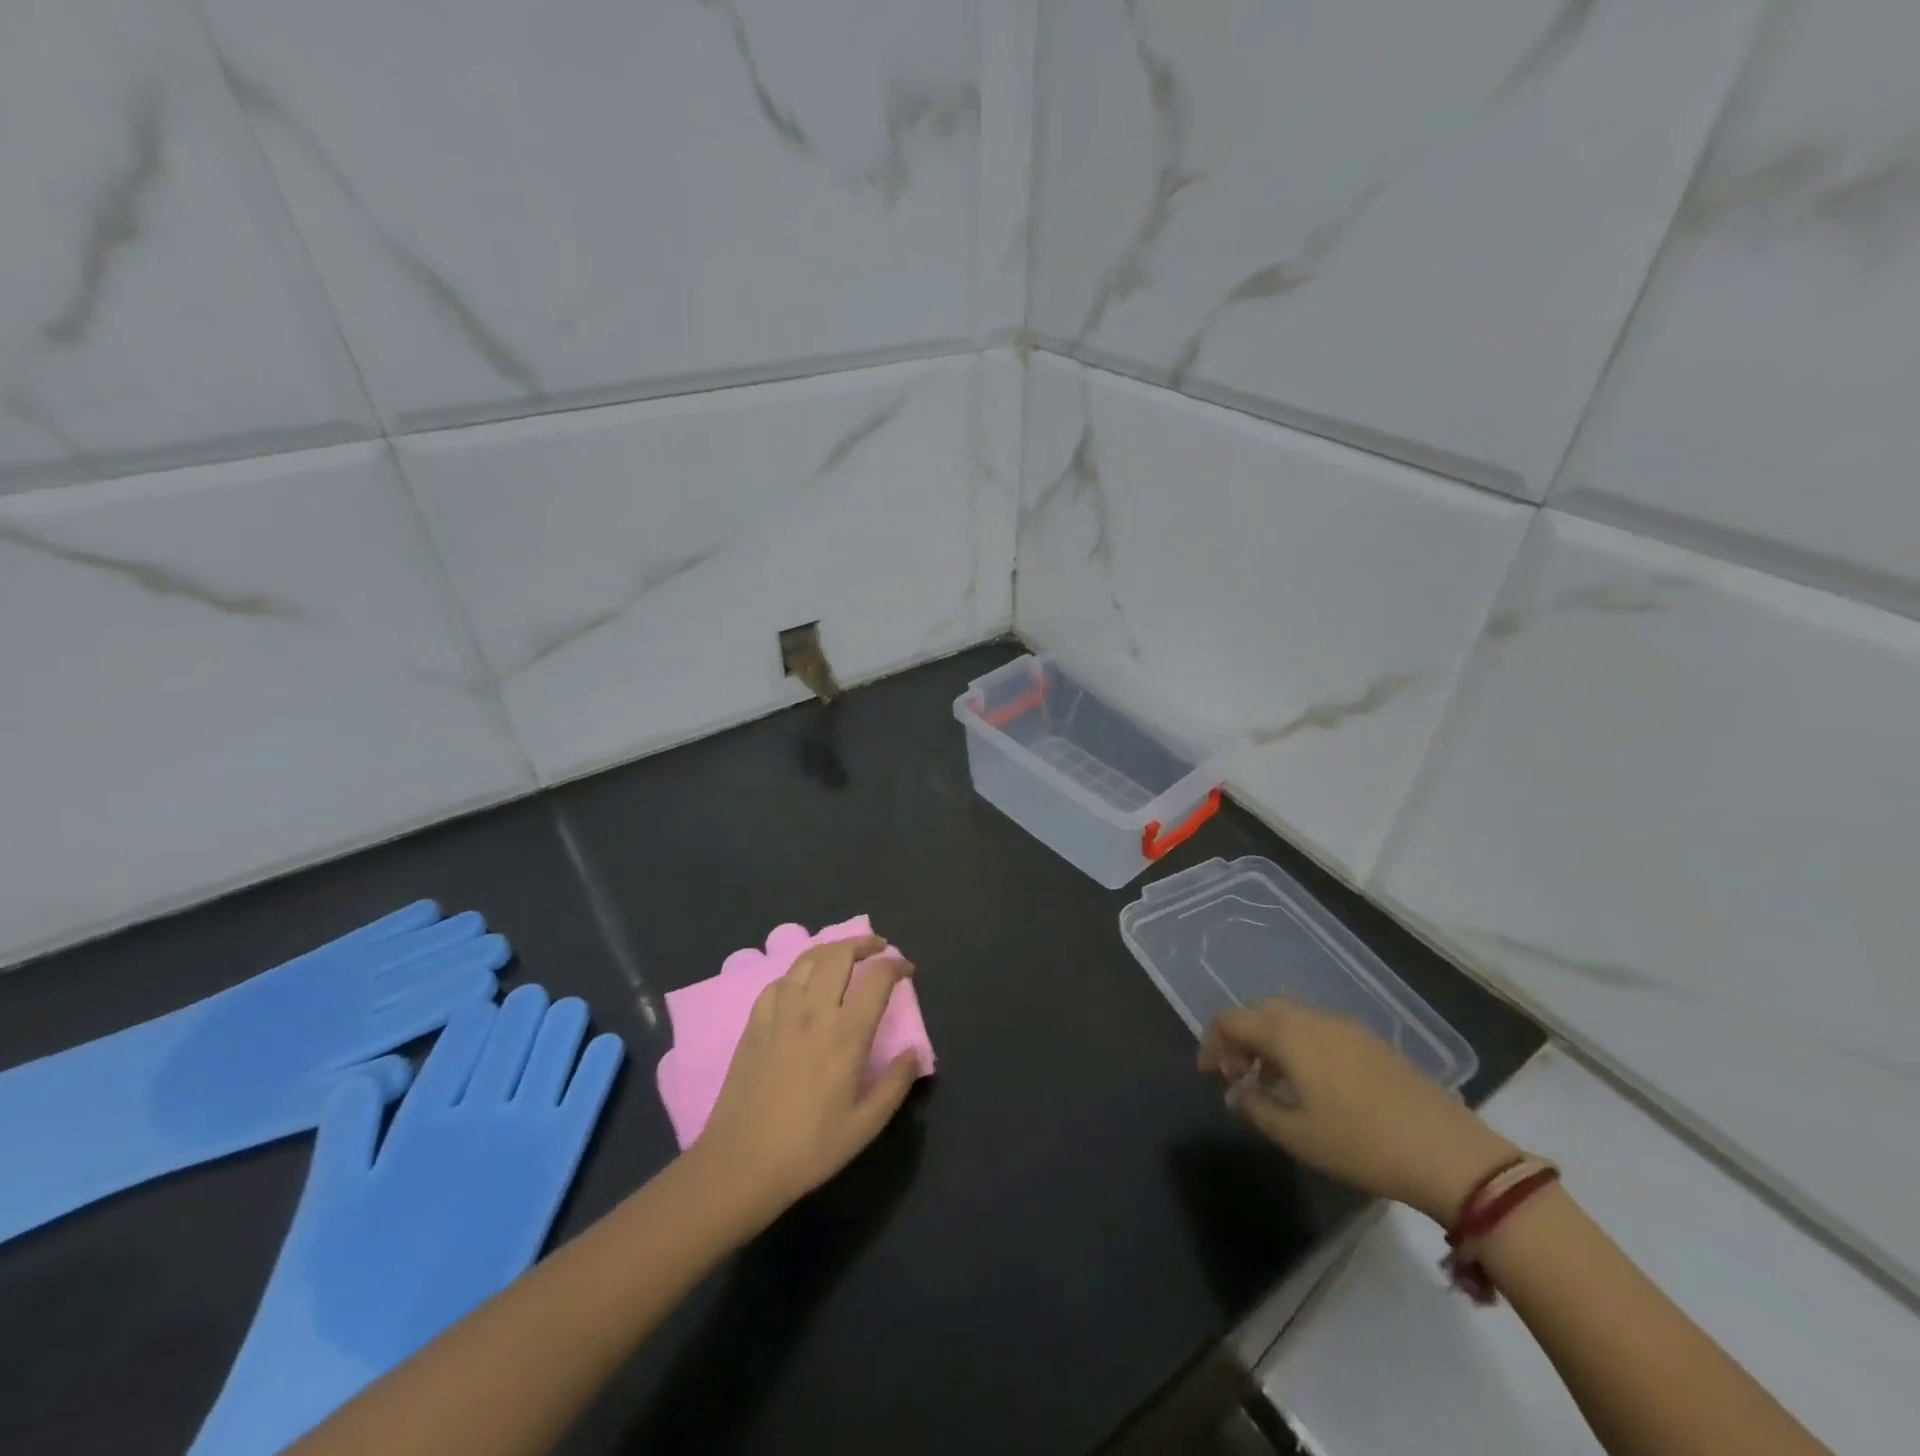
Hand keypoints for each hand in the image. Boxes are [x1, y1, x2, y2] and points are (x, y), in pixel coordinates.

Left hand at [691, 935, 919, 1224]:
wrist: (741, 1164)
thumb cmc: (809, 1148)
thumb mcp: (865, 1125)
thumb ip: (895, 1084)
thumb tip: (915, 1051)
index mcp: (847, 1034)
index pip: (877, 977)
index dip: (896, 965)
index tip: (906, 970)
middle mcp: (814, 1012)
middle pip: (839, 955)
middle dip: (863, 943)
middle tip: (878, 949)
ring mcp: (780, 1014)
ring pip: (807, 960)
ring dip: (831, 951)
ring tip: (843, 958)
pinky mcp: (754, 1023)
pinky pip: (778, 983)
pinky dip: (797, 975)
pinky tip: (801, 987)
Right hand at [1199, 998, 1518, 1222]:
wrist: (1448, 1154)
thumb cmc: (1360, 1144)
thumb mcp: (1296, 1135)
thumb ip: (1255, 1107)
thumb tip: (1235, 1092)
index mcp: (1287, 1033)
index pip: (1231, 1019)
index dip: (1211, 1043)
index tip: (1208, 1075)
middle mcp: (1312, 1018)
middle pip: (1260, 1011)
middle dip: (1240, 1037)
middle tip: (1237, 1075)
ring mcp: (1345, 1027)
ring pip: (1290, 1019)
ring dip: (1269, 1042)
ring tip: (1271, 1083)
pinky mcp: (1370, 1042)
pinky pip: (1317, 1030)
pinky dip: (1298, 1046)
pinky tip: (1310, 1085)